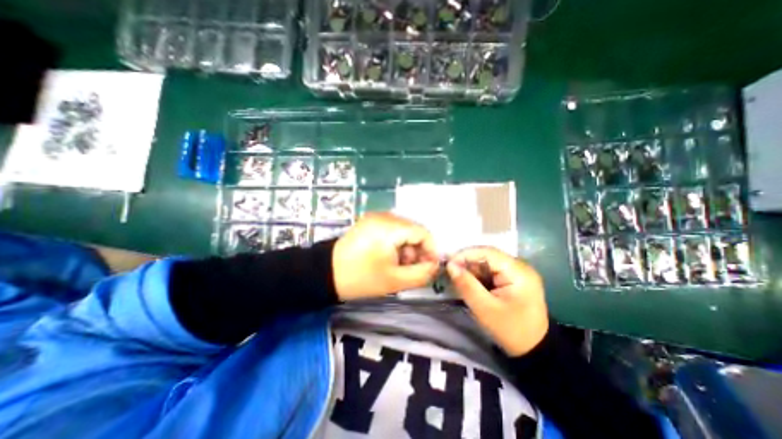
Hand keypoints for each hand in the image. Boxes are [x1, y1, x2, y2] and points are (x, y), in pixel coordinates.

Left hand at [331, 212, 438, 301]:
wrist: (326, 274)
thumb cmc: (361, 278)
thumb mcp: (395, 281)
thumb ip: (422, 274)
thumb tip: (435, 265)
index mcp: (390, 227)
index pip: (423, 232)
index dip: (431, 250)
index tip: (429, 267)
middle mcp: (384, 216)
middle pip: (414, 230)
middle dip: (417, 251)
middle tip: (410, 269)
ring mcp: (376, 217)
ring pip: (404, 230)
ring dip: (407, 248)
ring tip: (398, 266)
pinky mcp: (370, 222)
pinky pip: (392, 230)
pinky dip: (397, 243)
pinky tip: (389, 257)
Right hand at [446, 247, 548, 356]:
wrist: (534, 349)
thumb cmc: (510, 330)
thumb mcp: (485, 309)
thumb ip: (467, 285)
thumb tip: (450, 265)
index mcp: (518, 272)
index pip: (488, 252)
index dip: (465, 254)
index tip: (448, 263)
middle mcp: (520, 266)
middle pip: (487, 256)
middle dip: (467, 263)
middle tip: (450, 272)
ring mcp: (517, 271)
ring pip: (487, 263)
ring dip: (472, 270)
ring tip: (458, 280)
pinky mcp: (513, 278)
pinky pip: (491, 270)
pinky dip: (478, 276)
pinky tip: (470, 284)